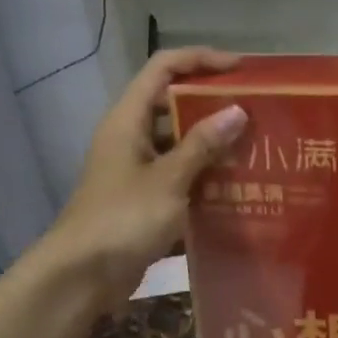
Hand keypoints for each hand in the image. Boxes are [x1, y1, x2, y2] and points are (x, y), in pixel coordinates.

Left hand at [45, 47, 247, 306]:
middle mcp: (130, 136)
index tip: (241, 69)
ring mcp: (136, 169)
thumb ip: (202, 145)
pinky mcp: (143, 198)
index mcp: (128, 119)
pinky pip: (179, 174)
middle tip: (257, 111)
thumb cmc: (122, 220)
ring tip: (256, 145)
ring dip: (213, 141)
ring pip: (178, 141)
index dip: (200, 60)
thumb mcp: (168, 180)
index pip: (163, 68)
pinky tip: (238, 184)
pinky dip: (205, 174)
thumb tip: (237, 111)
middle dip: (213, 103)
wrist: (81, 277)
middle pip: (173, 103)